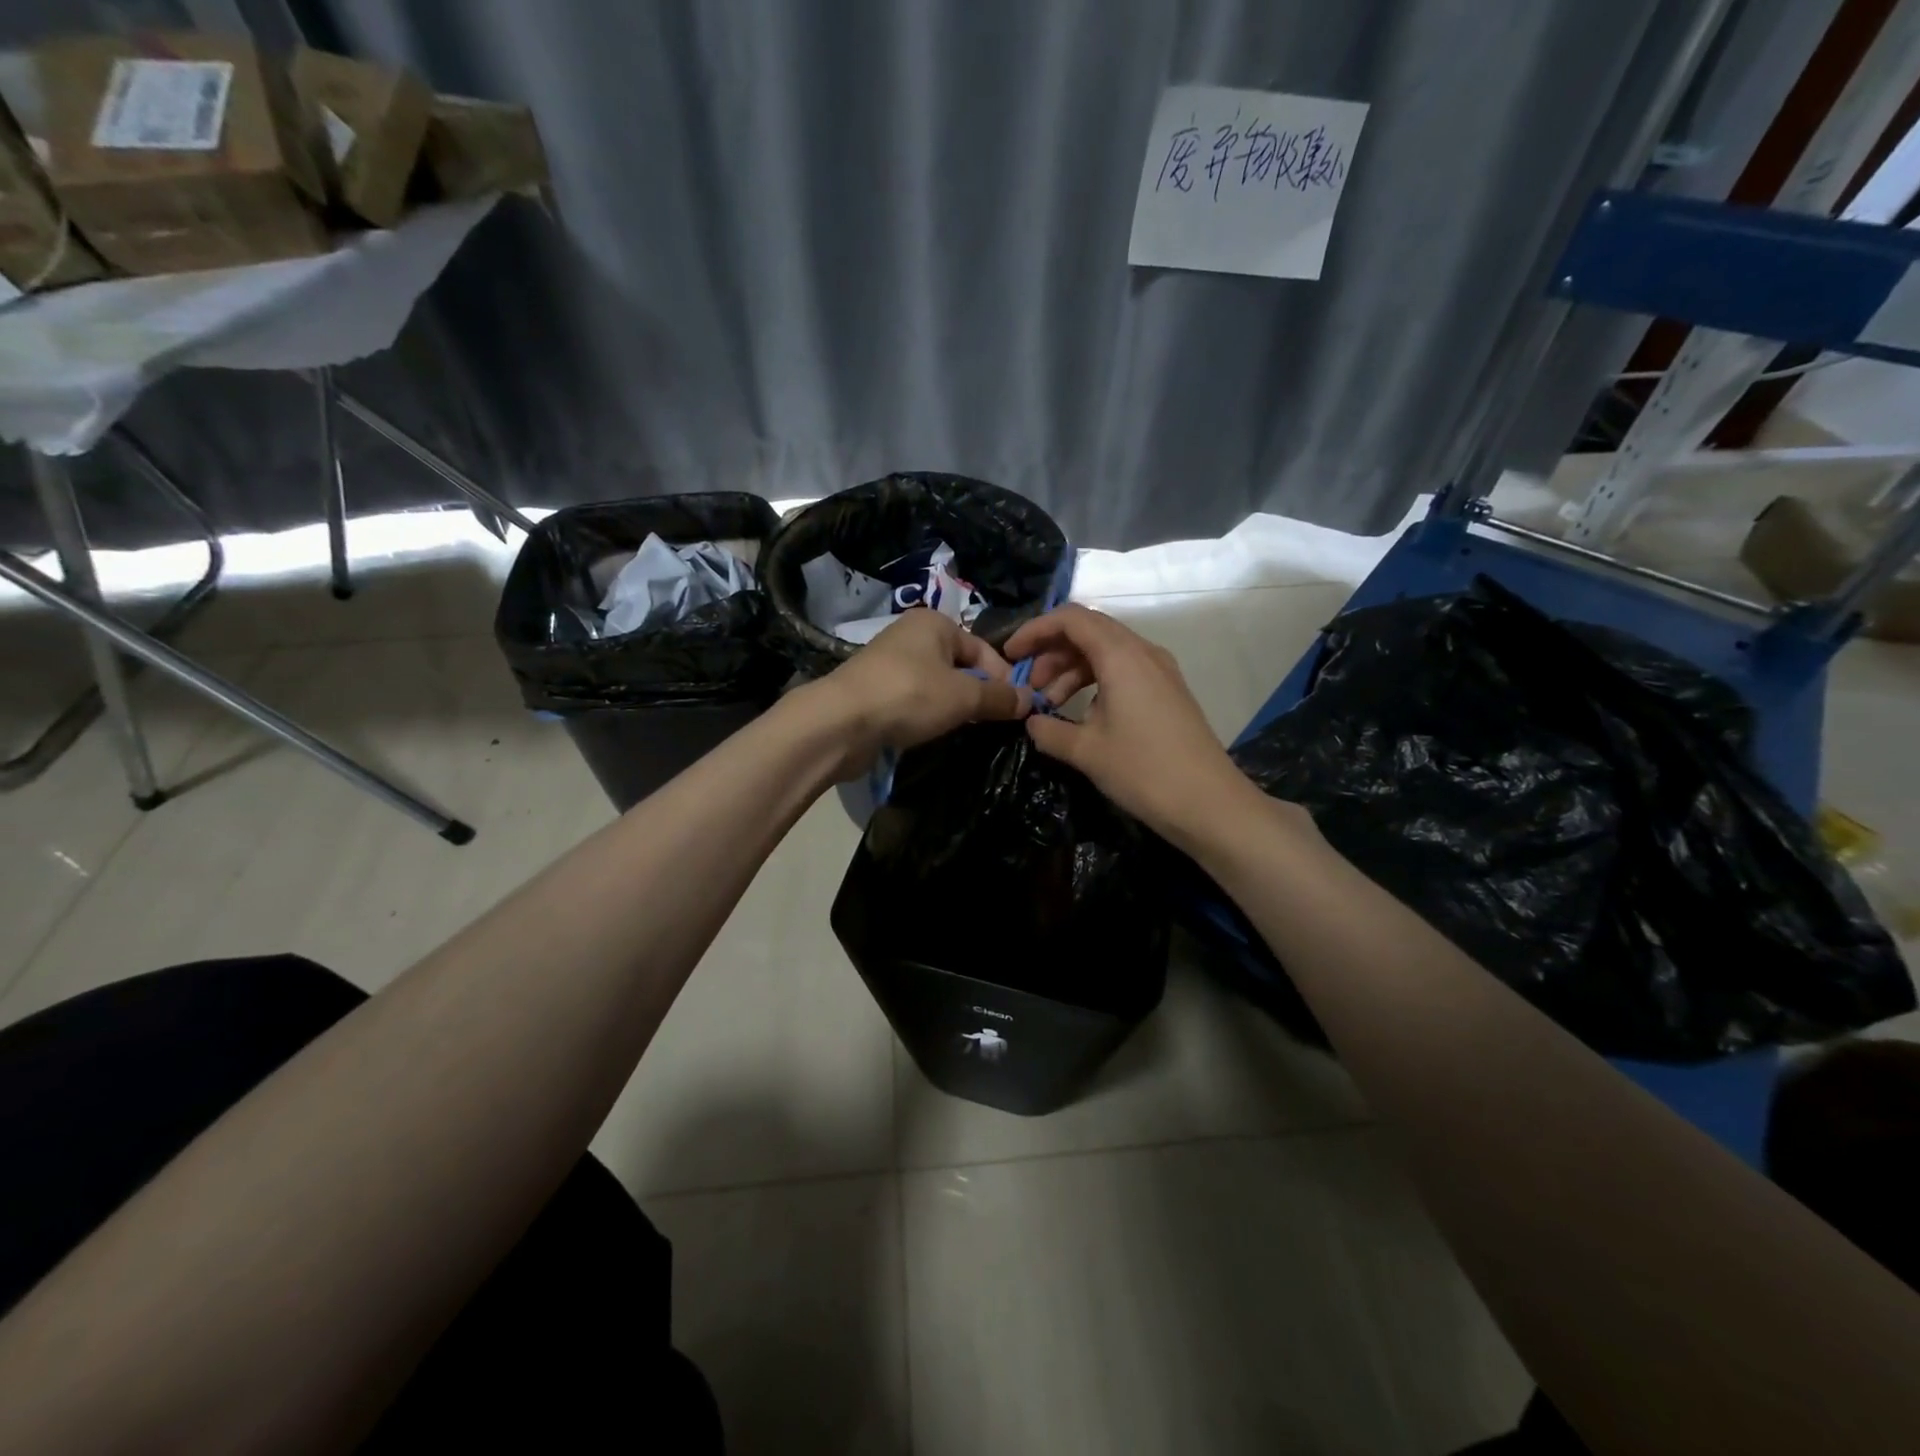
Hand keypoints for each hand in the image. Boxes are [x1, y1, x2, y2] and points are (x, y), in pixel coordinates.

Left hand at [810, 609, 1030, 778]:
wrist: (841, 722)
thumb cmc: (909, 696)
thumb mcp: (963, 696)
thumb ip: (999, 697)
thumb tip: (1030, 700)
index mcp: (934, 623)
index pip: (983, 649)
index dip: (1002, 678)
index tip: (1014, 709)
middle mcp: (911, 635)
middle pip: (960, 665)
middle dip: (977, 693)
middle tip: (990, 722)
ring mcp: (889, 662)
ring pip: (937, 684)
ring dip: (952, 706)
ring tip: (962, 729)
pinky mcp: (875, 690)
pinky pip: (914, 699)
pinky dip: (926, 714)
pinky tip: (931, 732)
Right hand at [1003, 604, 1256, 845]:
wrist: (1209, 803)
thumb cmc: (1144, 771)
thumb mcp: (1086, 752)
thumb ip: (1049, 731)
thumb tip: (1031, 721)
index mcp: (1122, 656)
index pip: (1071, 619)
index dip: (1035, 630)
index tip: (1011, 655)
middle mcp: (1143, 652)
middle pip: (1088, 631)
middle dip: (1051, 652)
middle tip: (1028, 686)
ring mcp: (1159, 671)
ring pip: (1105, 652)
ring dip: (1071, 670)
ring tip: (1049, 704)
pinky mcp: (1166, 691)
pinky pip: (1123, 670)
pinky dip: (1094, 682)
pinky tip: (1081, 714)